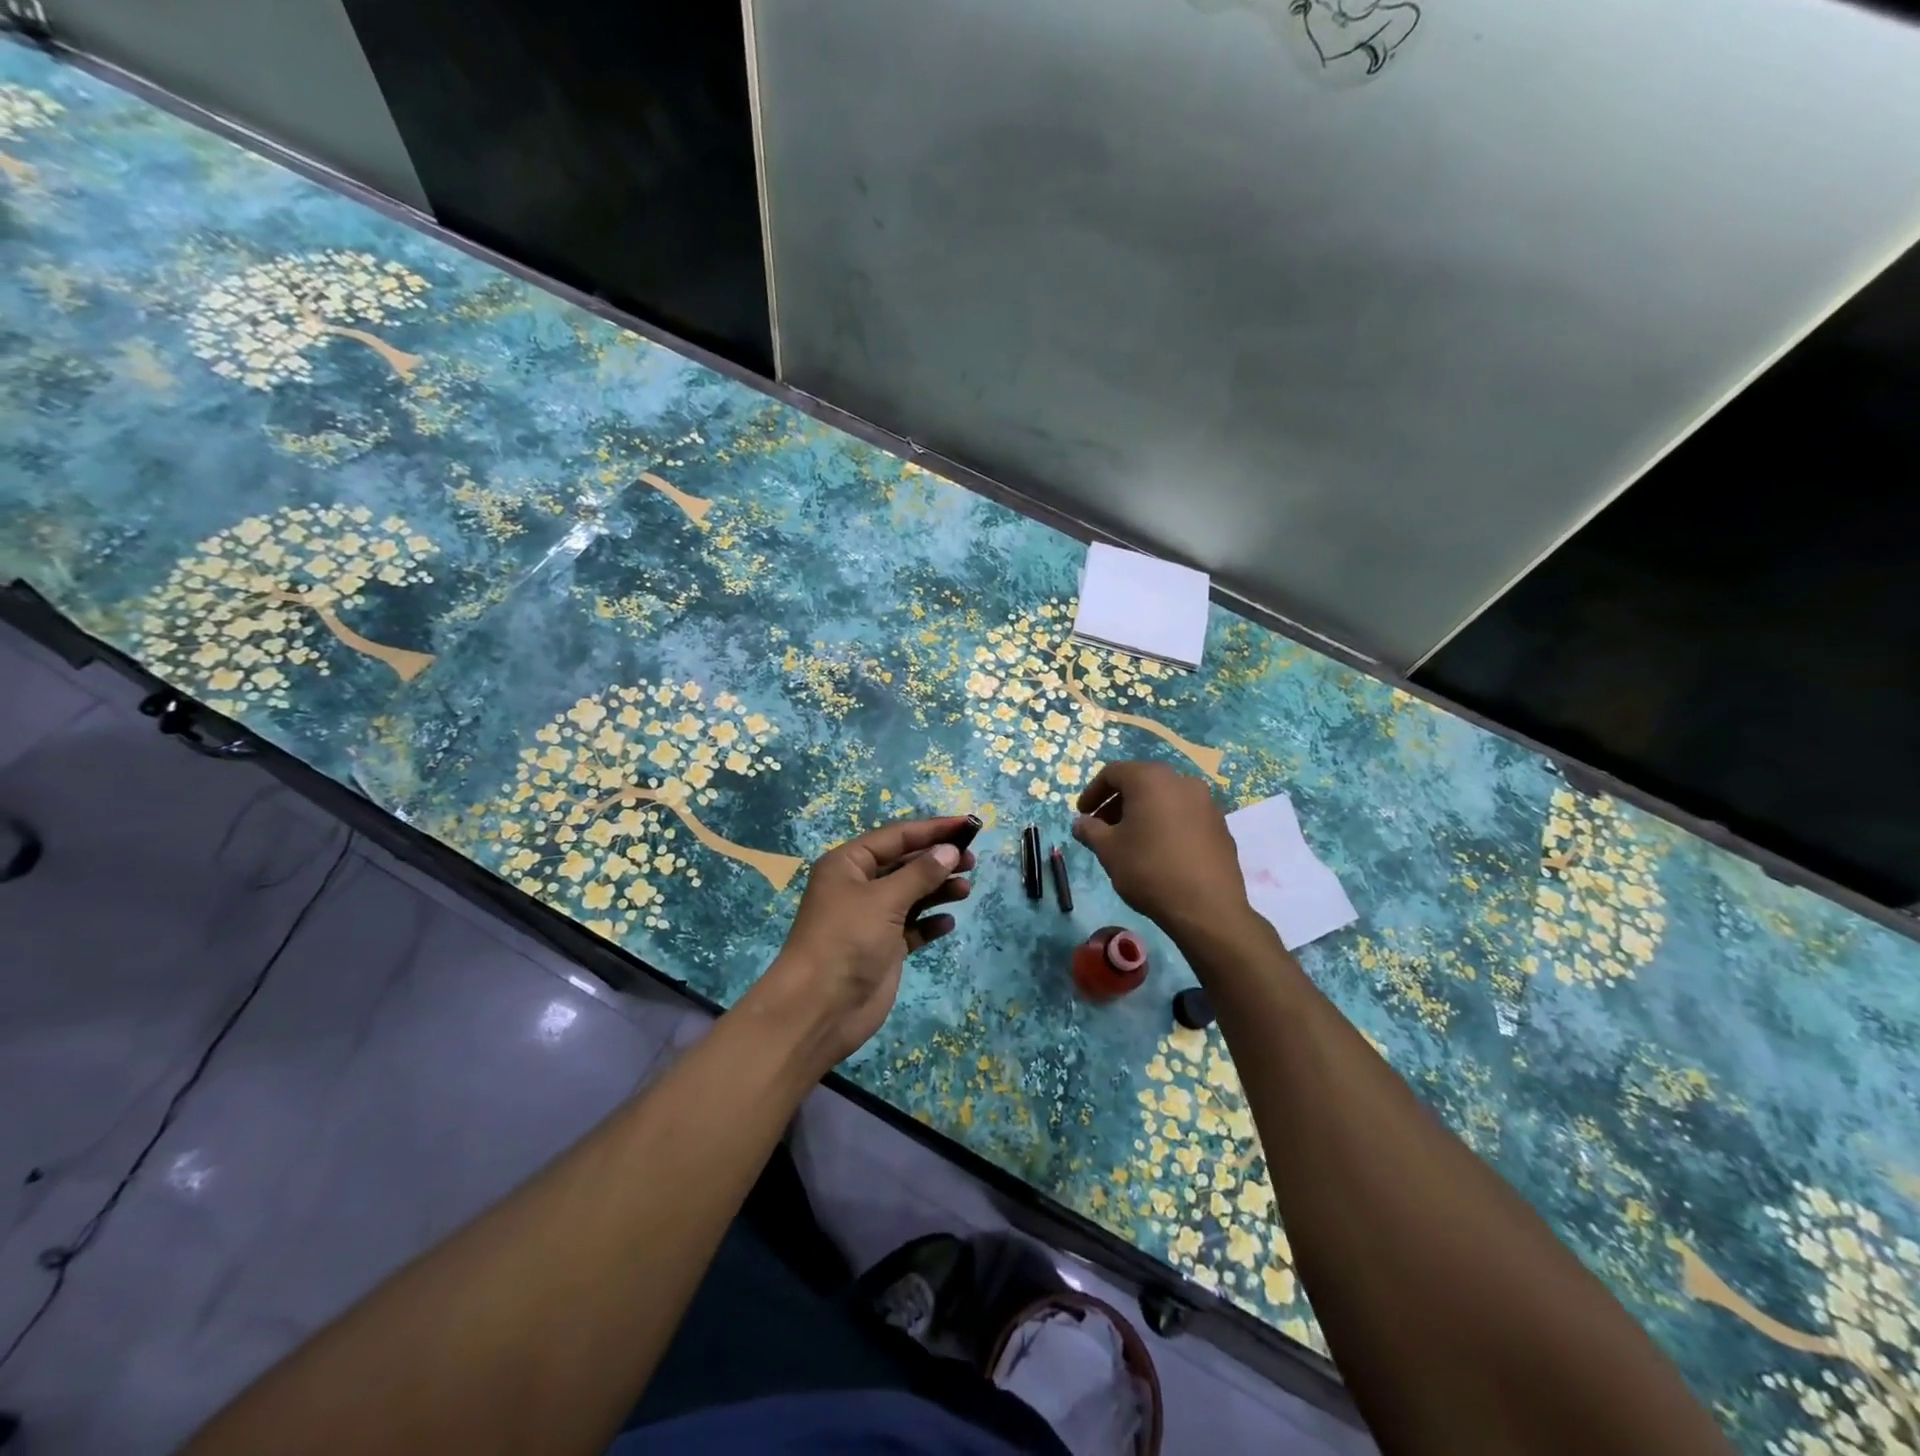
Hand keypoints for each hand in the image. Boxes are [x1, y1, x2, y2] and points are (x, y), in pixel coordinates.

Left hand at [747, 816, 974, 1072]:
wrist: (820, 1009)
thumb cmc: (847, 940)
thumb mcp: (885, 900)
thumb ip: (920, 873)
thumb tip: (949, 850)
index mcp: (849, 864)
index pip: (896, 836)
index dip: (932, 829)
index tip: (968, 825)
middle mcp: (859, 886)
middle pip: (905, 864)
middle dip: (937, 860)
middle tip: (972, 861)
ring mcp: (871, 919)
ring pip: (911, 894)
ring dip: (938, 889)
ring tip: (966, 889)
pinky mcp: (883, 948)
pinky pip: (912, 927)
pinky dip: (930, 923)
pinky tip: (948, 922)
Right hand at [1071, 762, 1252, 941]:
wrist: (1206, 907)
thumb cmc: (1149, 870)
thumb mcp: (1108, 850)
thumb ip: (1090, 830)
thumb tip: (1080, 823)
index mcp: (1151, 779)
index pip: (1114, 773)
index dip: (1093, 792)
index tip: (1083, 814)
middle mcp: (1181, 781)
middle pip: (1141, 782)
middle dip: (1118, 802)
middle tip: (1103, 827)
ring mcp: (1206, 802)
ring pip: (1165, 797)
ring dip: (1143, 812)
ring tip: (1131, 839)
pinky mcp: (1220, 824)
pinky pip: (1185, 814)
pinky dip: (1167, 822)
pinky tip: (1160, 849)